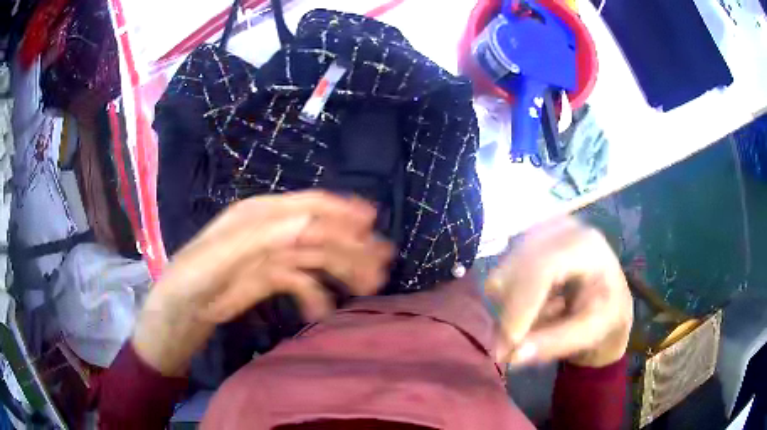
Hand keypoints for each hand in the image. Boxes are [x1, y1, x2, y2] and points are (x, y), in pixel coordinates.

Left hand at [133, 191, 393, 375]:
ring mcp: (272, 256)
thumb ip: (263, 238)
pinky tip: (323, 311)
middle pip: (319, 232)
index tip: (372, 223)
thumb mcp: (222, 256)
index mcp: (259, 215)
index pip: (307, 207)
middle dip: (351, 245)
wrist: (180, 311)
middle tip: (382, 264)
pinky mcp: (271, 279)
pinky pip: (303, 283)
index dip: (341, 211)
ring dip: (343, 269)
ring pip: (317, 257)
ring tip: (369, 286)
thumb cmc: (192, 278)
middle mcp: (270, 230)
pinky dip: (316, 295)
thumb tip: (310, 223)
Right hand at [486, 218, 632, 367]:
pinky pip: (501, 277)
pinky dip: (509, 302)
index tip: (509, 343)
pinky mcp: (526, 241)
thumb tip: (511, 355)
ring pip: (502, 275)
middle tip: (513, 348)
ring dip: (510, 310)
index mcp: (586, 245)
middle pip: (514, 269)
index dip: (521, 306)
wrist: (610, 299)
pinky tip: (533, 307)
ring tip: (537, 322)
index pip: (543, 267)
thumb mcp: (589, 333)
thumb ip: (554, 343)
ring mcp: (541, 231)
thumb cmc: (606, 315)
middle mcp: (560, 228)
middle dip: (511, 314)